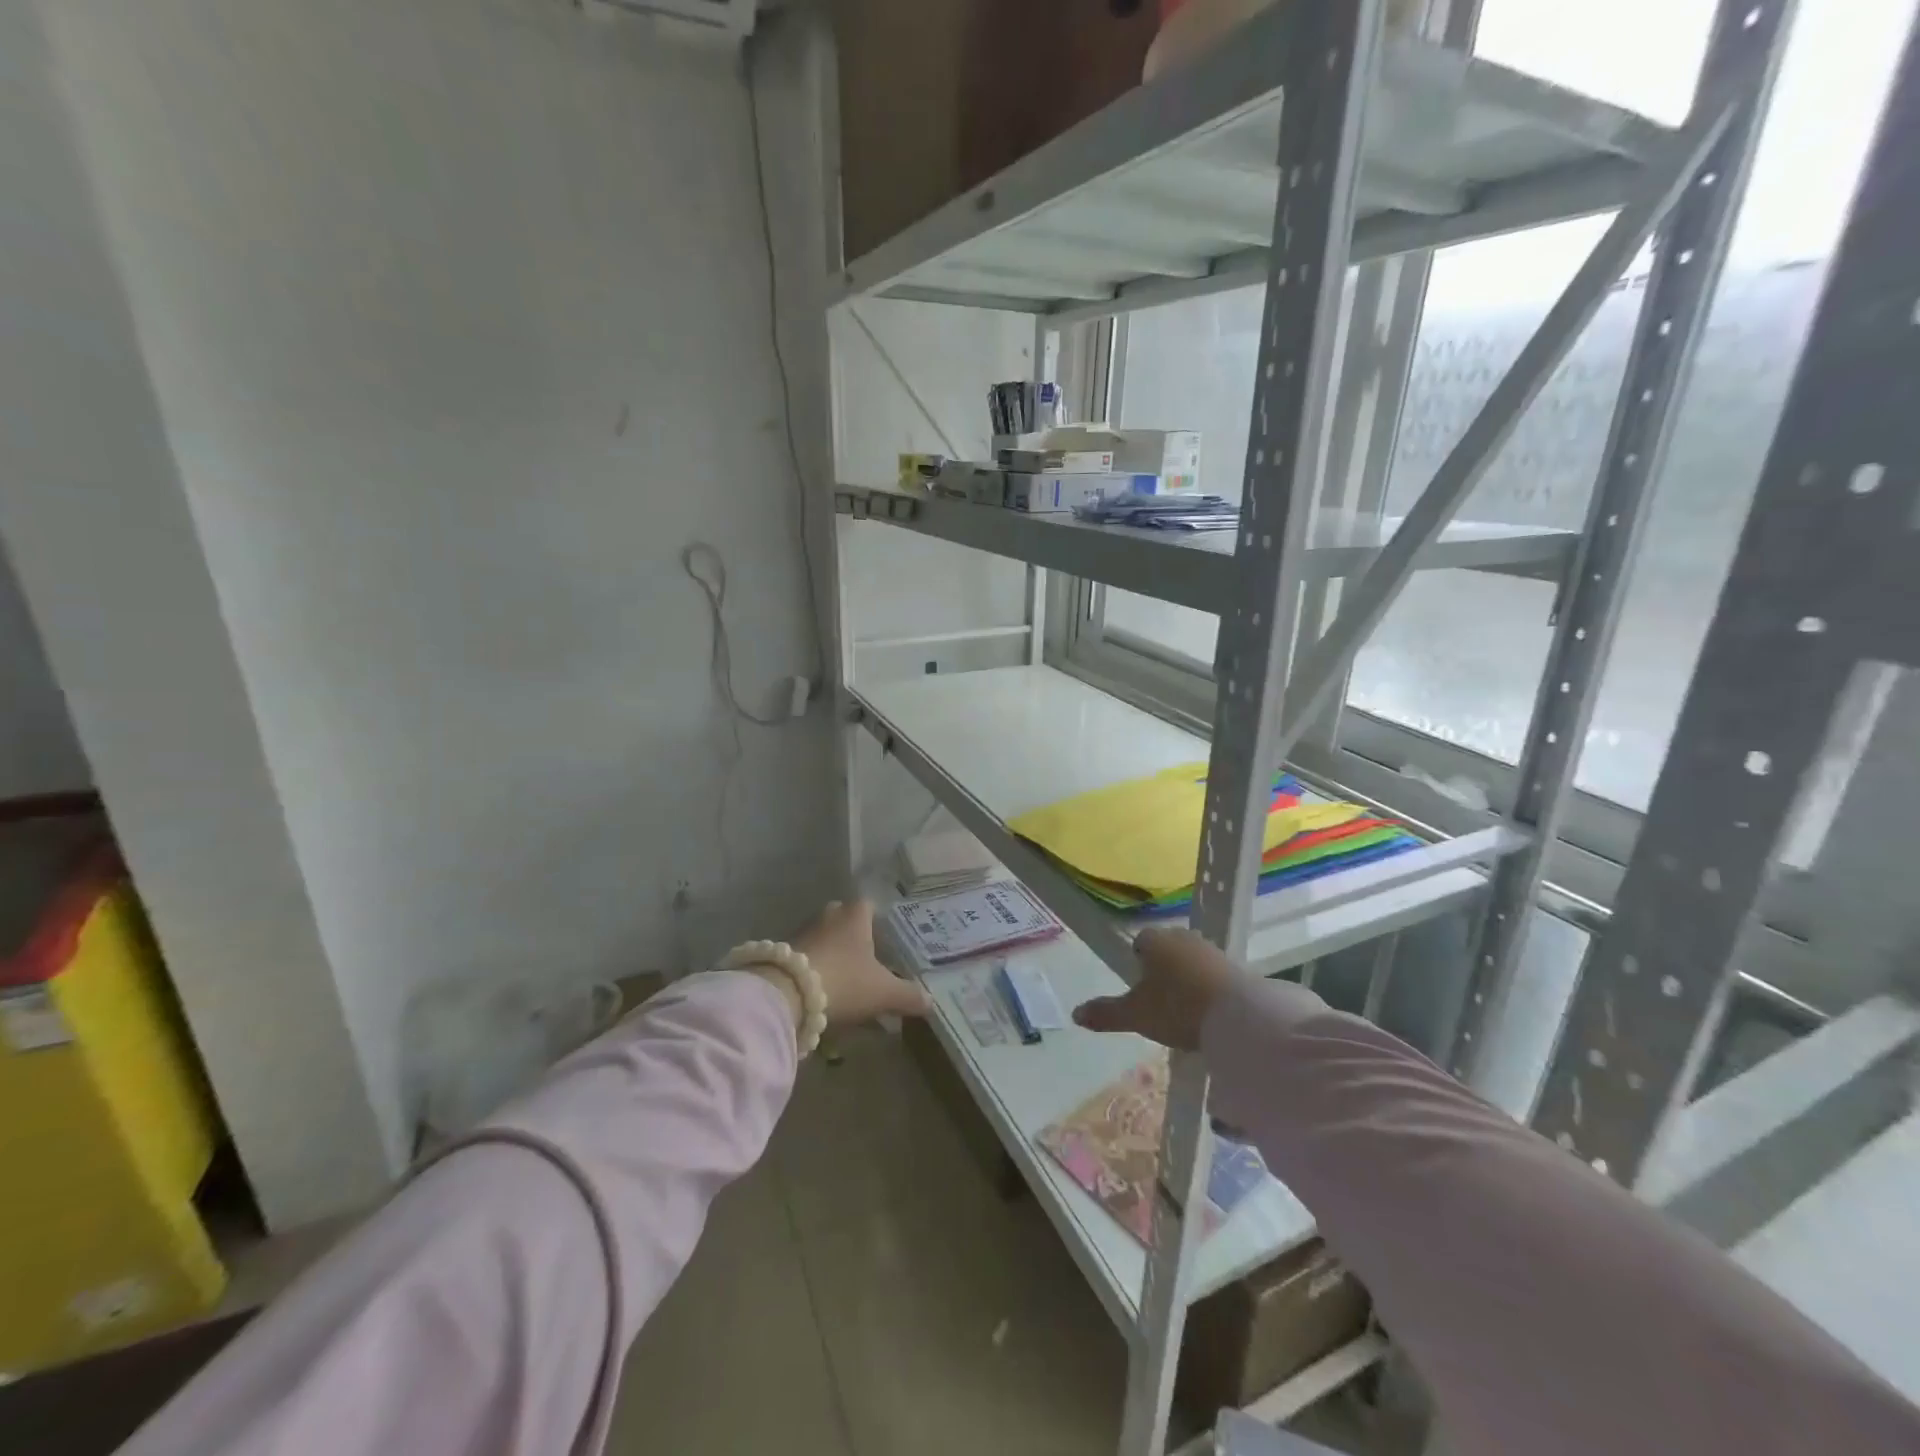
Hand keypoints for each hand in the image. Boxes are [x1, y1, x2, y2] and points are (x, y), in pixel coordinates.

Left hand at [788, 899, 931, 1026]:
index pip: (869, 906)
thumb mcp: (884, 993)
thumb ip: (908, 995)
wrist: (786, 994)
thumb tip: (931, 1001)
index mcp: (855, 914)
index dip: (879, 922)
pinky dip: (815, 969)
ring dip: (833, 955)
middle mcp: (829, 915)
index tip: (887, 941)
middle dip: (855, 938)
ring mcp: (802, 932)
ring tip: (845, 981)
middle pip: (845, 921)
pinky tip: (821, 990)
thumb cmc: (844, 981)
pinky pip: (806, 957)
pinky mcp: (782, 953)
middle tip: (868, 961)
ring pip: (824, 939)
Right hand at [1072, 927, 1238, 1050]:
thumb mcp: (1136, 1015)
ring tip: (1184, 1010)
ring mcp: (1211, 950)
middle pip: (1166, 949)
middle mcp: (1182, 937)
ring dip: (1186, 978)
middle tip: (1159, 1001)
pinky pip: (1213, 974)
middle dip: (1162, 969)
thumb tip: (1075, 1014)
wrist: (1238, 1015)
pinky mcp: (1236, 967)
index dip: (1136, 962)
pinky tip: (1207, 1012)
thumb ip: (1105, 1013)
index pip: (1139, 942)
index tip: (1138, 987)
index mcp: (1154, 940)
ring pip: (1190, 960)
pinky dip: (1208, 988)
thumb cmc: (1177, 1007)